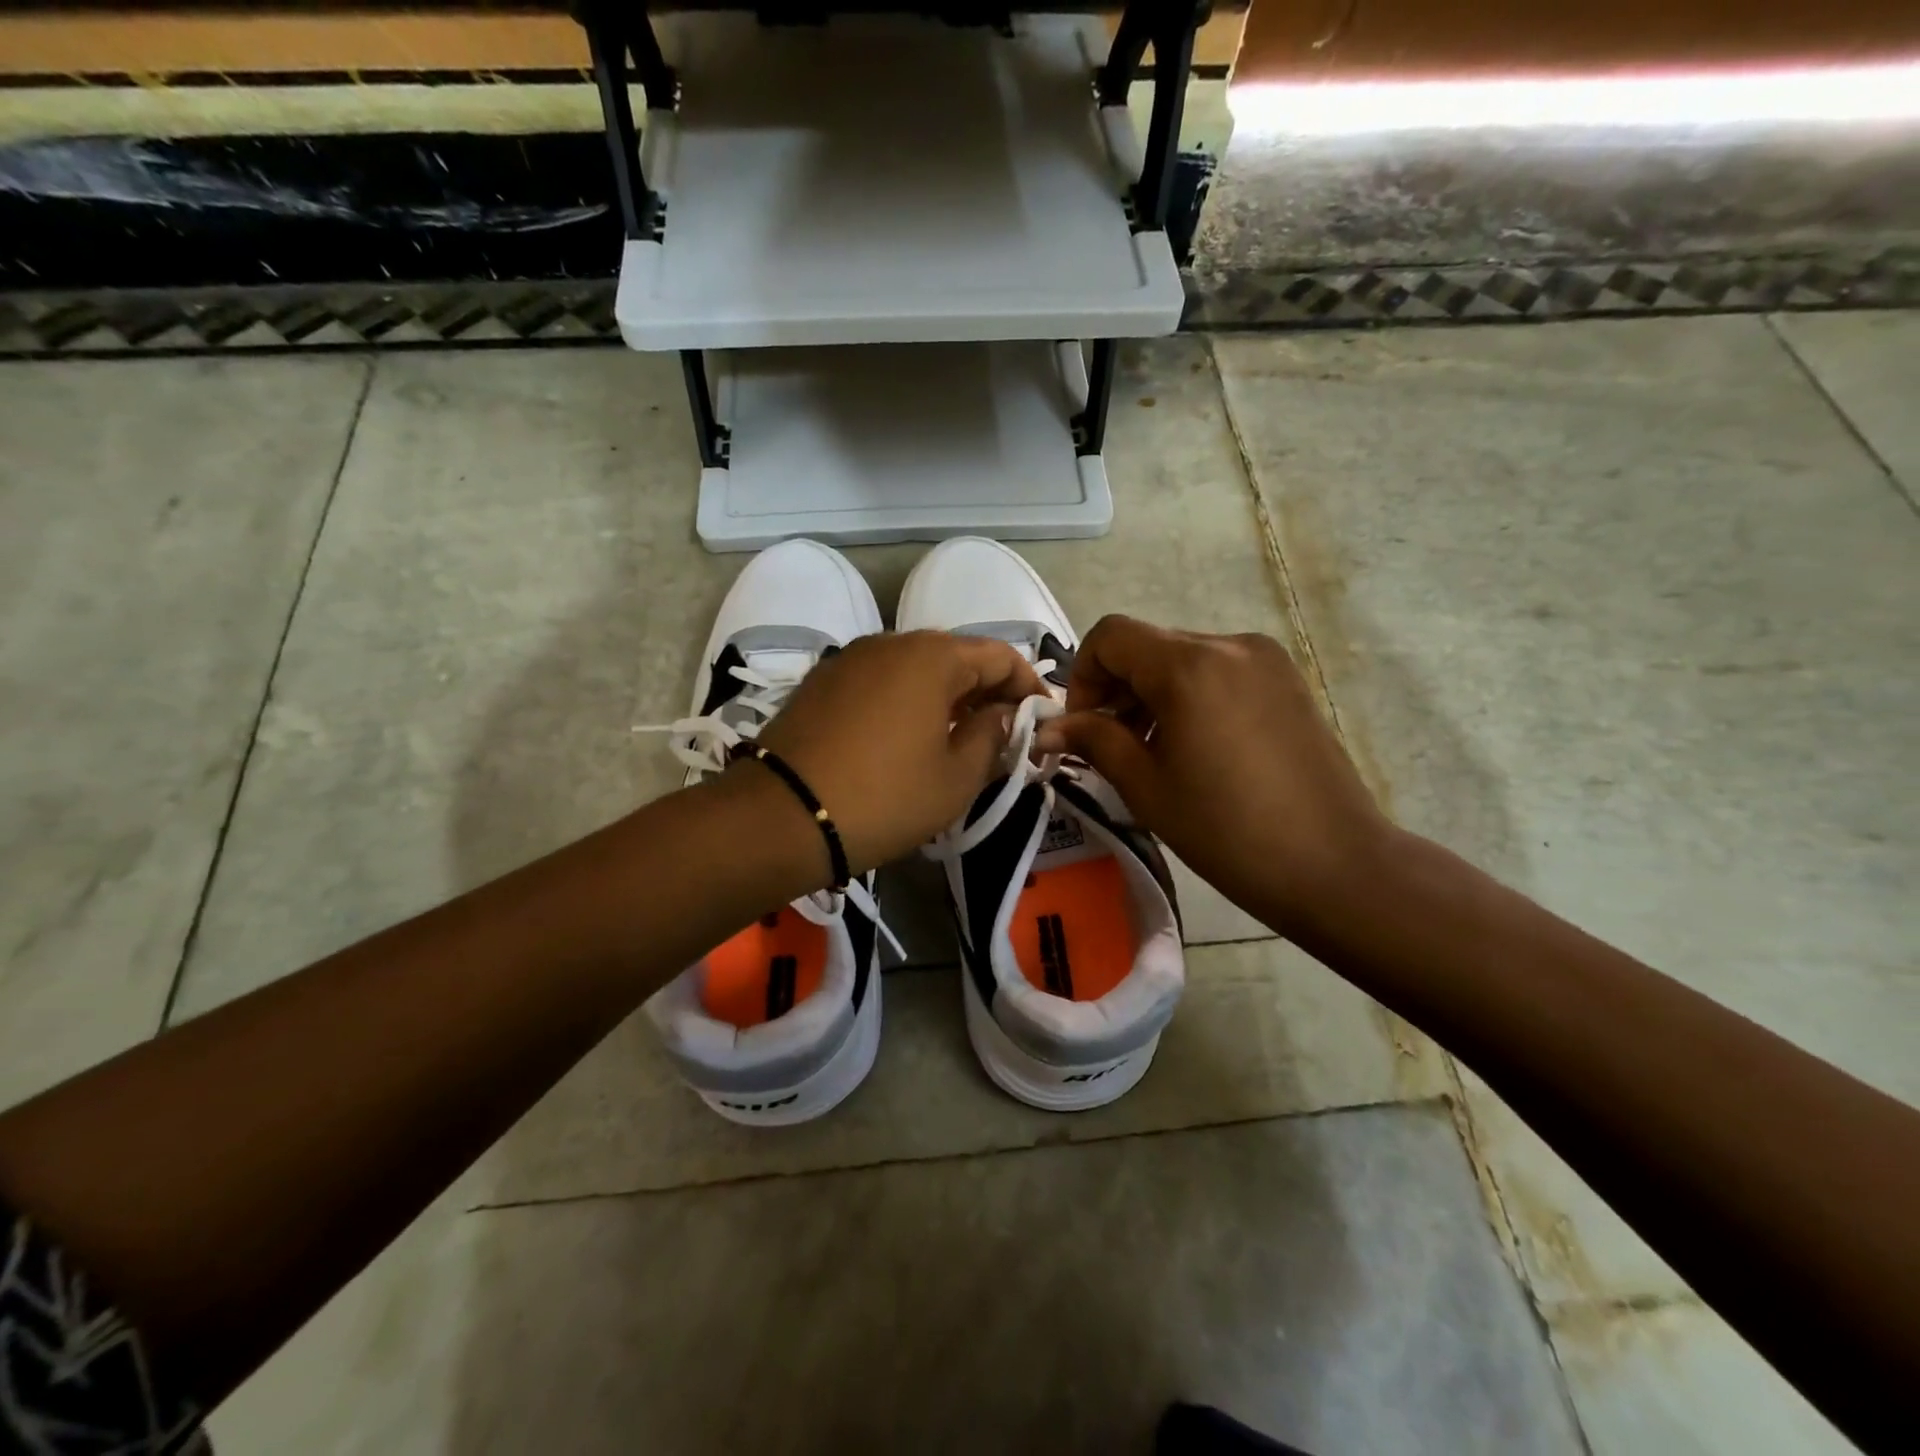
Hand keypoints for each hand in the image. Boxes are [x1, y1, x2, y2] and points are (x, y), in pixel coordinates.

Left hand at [746, 631, 1045, 874]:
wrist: (781, 817)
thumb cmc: (884, 798)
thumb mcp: (956, 778)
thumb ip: (992, 737)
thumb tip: (1002, 715)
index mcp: (932, 656)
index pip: (1000, 655)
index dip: (1028, 686)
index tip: (1041, 720)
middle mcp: (890, 642)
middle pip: (956, 657)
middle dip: (986, 691)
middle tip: (1003, 733)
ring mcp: (850, 659)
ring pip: (915, 669)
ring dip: (946, 696)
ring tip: (958, 737)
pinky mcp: (821, 682)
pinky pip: (880, 681)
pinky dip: (907, 701)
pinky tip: (907, 737)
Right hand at [1033, 616, 1394, 936]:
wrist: (1334, 864)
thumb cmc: (1226, 830)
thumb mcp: (1146, 786)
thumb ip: (1094, 741)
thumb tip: (1049, 728)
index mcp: (1189, 666)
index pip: (1111, 635)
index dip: (1083, 675)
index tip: (1084, 727)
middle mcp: (1229, 644)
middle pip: (1148, 645)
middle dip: (1117, 688)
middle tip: (1112, 746)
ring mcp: (1265, 659)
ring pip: (1183, 658)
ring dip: (1152, 693)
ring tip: (1155, 752)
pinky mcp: (1287, 679)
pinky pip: (1218, 671)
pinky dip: (1190, 696)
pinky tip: (1197, 747)